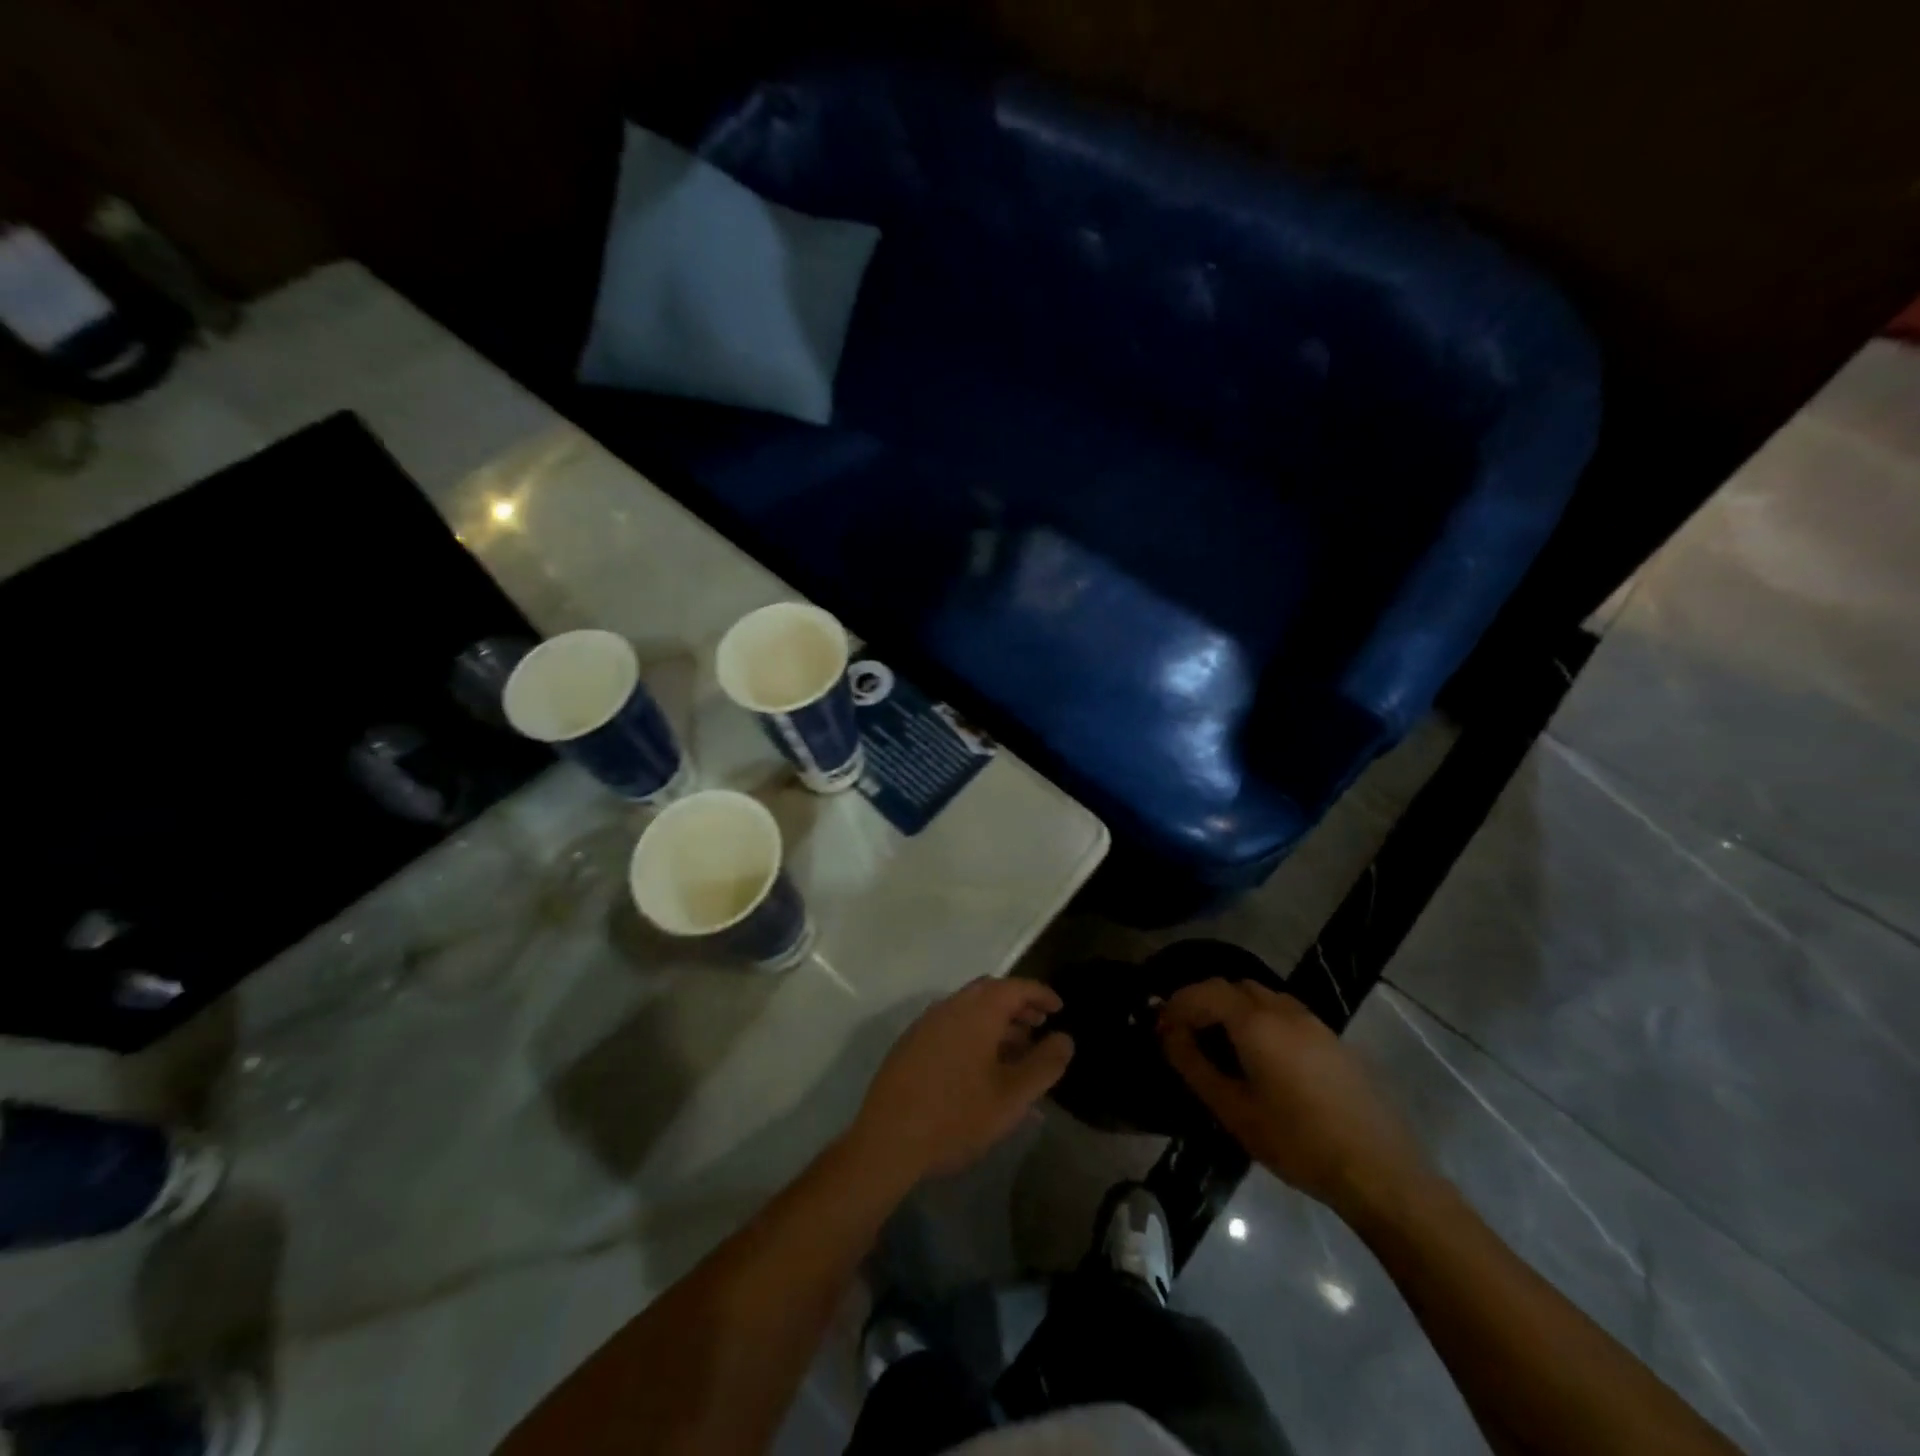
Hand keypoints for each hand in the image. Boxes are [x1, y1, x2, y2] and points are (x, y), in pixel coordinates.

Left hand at [849, 978, 1073, 1184]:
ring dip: (996, 1022)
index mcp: (977, 1010)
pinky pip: (952, 1026)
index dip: (1041, 994)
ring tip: (1016, 1053)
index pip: (1016, 986)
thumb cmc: (957, 1116)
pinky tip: (982, 1069)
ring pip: (969, 1010)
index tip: (1059, 1008)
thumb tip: (1065, 1039)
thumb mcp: (1012, 1096)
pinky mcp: (911, 1044)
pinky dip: (974, 1034)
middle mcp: (950, 1006)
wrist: (888, 1140)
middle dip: (1018, 1006)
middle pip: (990, 993)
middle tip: (1039, 1027)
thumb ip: (1044, 1064)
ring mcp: (927, 1023)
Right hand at [1158, 979, 1428, 1215]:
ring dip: (1231, 1007)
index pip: (1205, 992)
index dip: (1177, 1004)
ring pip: (1260, 996)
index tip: (1159, 1027)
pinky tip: (1258, 1055)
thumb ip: (1194, 1066)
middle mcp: (1284, 1010)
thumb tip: (1168, 1034)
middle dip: (1202, 1001)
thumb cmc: (1297, 1143)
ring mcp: (1313, 1022)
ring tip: (1217, 1042)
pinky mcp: (1331, 1039)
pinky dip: (1258, 1018)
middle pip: (1232, 987)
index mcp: (1256, 1023)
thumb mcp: (1234, 1110)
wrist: (1379, 1171)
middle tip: (1184, 1032)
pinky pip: (1283, 1012)